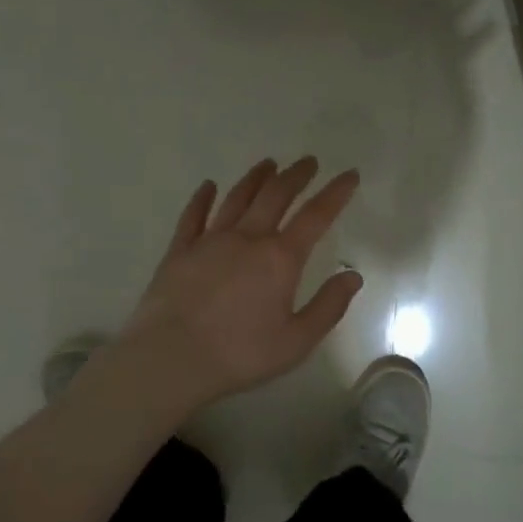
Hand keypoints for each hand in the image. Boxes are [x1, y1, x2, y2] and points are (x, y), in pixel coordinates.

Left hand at [110, 157, 362, 418]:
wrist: (169, 359)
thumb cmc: (239, 354)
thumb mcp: (297, 341)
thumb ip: (328, 306)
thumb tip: (353, 275)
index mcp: (280, 258)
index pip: (316, 215)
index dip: (335, 193)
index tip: (349, 174)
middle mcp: (248, 238)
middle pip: (276, 195)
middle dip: (296, 175)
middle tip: (309, 162)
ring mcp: (210, 241)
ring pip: (237, 198)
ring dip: (256, 178)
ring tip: (269, 164)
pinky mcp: (179, 251)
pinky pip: (193, 215)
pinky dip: (203, 198)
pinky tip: (208, 186)